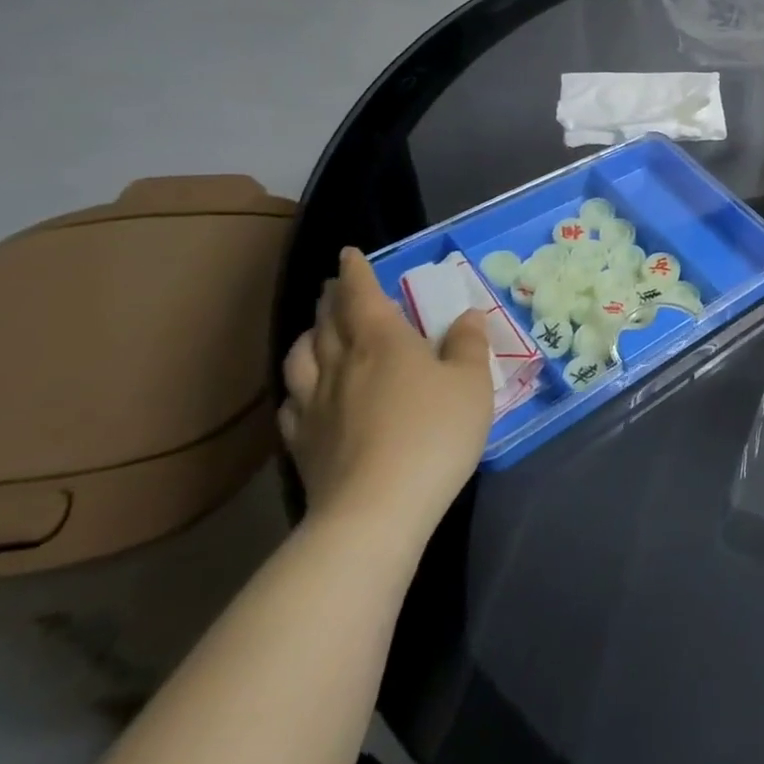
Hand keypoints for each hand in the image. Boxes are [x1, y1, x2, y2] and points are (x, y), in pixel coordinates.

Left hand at [279, 249, 495, 548]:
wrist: (377, 509)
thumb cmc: (434, 432)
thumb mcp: (472, 383)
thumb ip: (469, 345)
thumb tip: (466, 315)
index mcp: (383, 341)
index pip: (362, 295)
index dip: (355, 272)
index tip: (348, 255)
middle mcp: (342, 364)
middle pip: (328, 323)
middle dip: (331, 300)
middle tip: (334, 288)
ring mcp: (315, 405)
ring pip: (300, 359)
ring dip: (307, 337)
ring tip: (315, 332)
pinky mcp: (302, 443)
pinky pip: (291, 403)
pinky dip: (296, 386)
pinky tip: (303, 393)